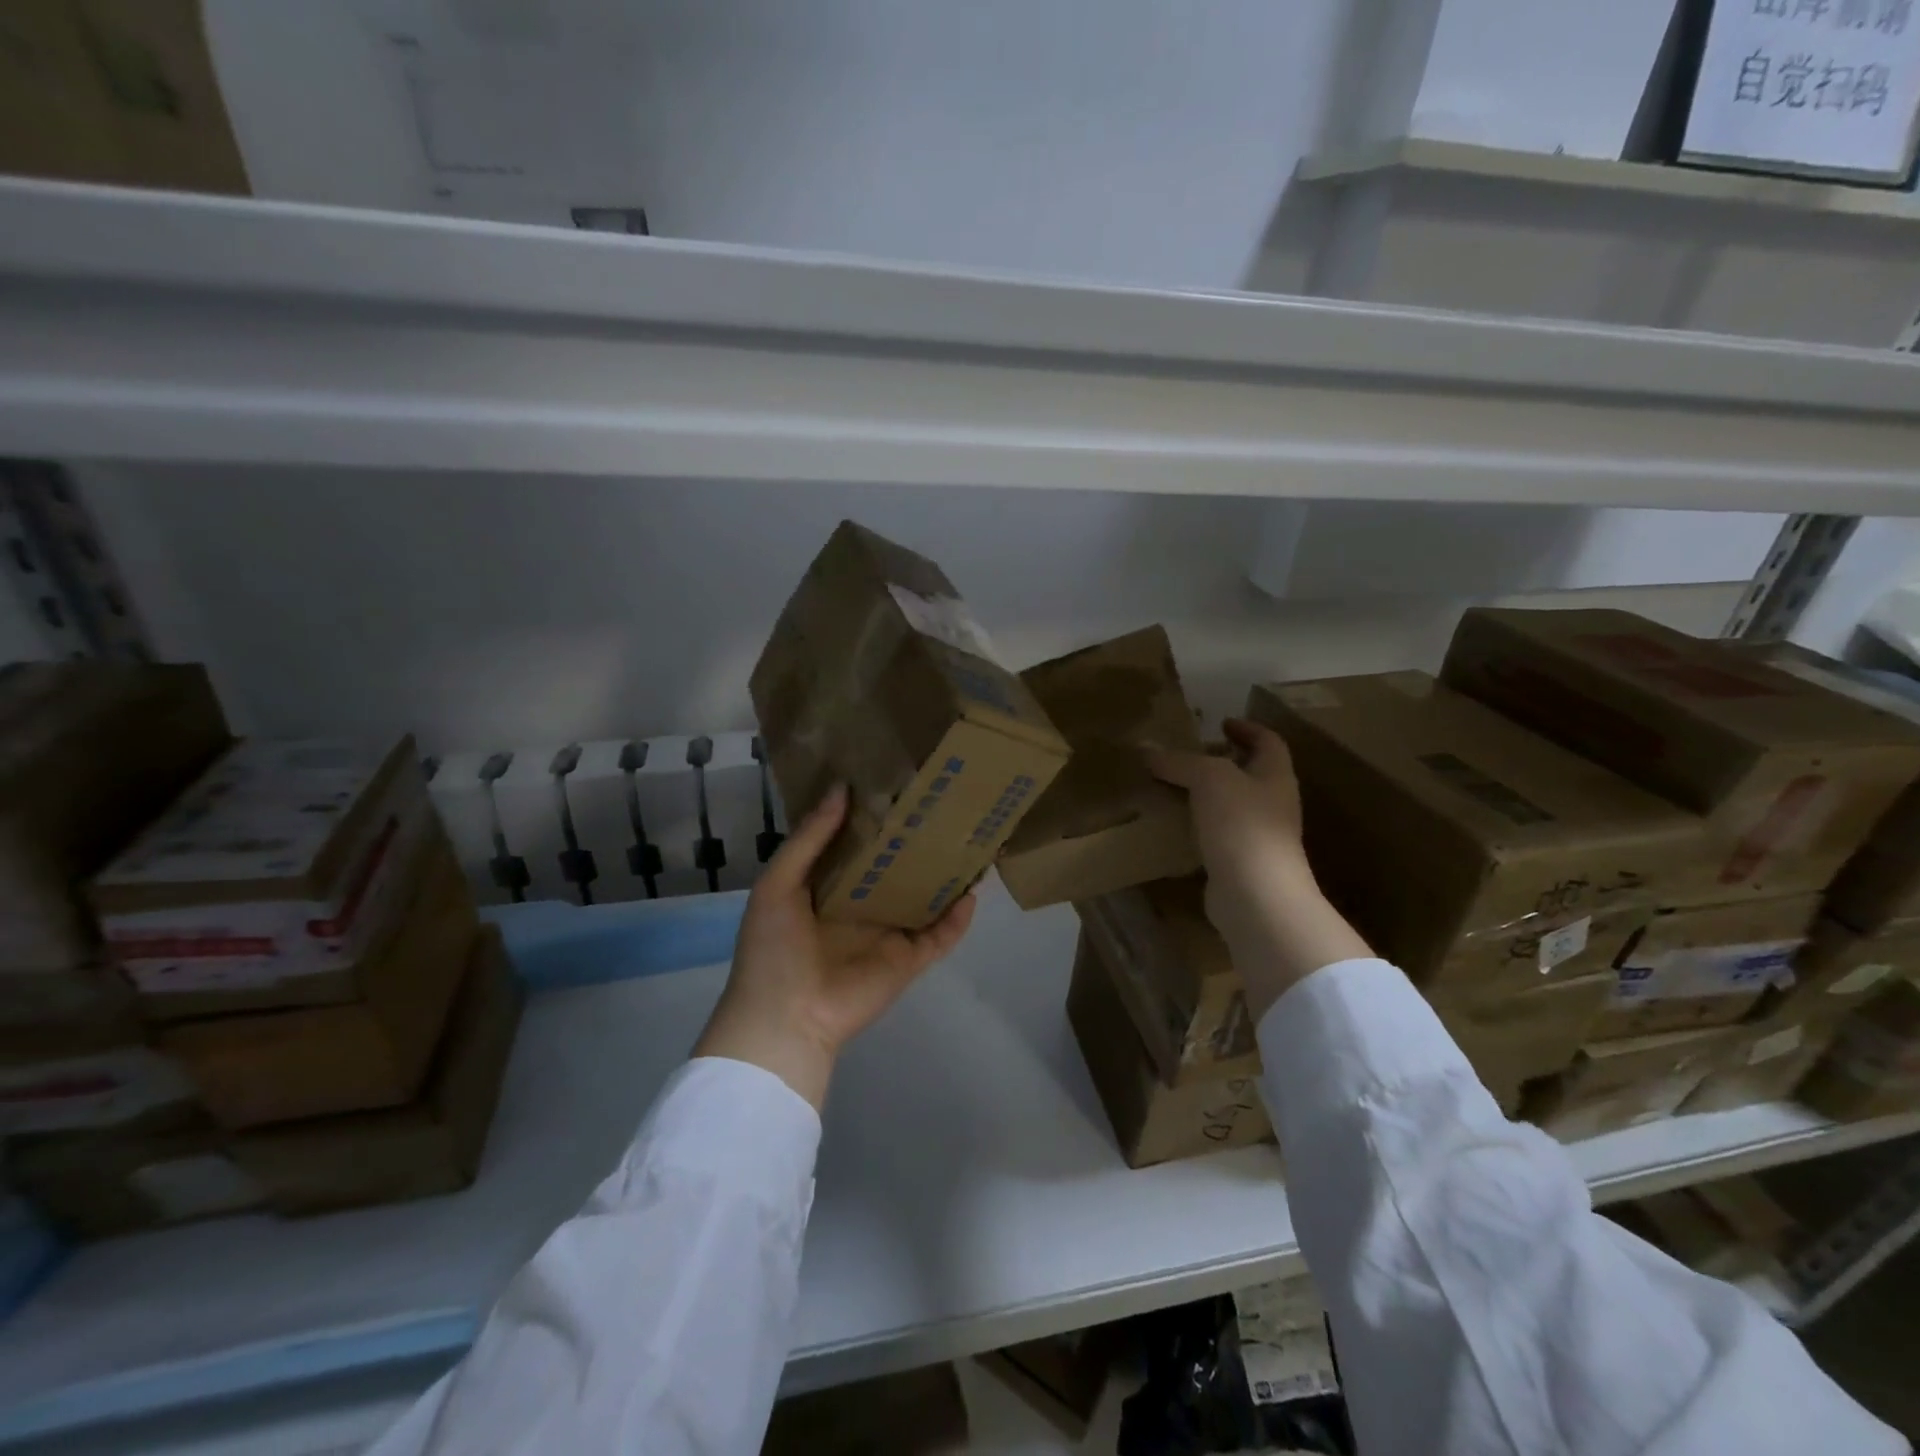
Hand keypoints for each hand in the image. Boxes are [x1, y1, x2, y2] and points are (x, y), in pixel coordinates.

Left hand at [693, 784, 977, 1109]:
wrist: (785, 1018)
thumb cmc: (773, 948)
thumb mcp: (778, 884)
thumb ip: (809, 838)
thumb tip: (842, 788)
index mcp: (828, 887)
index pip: (858, 844)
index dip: (875, 817)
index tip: (897, 782)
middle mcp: (863, 905)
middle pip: (897, 866)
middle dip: (916, 840)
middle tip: (943, 803)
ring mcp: (888, 932)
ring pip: (925, 896)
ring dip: (945, 873)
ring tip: (970, 838)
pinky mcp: (908, 959)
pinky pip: (941, 935)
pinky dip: (959, 916)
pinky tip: (973, 888)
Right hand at [1148, 718, 1371, 1017]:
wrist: (1256, 896)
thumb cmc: (1242, 825)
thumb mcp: (1208, 779)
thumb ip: (1178, 761)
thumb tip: (1145, 748)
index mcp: (1275, 776)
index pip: (1268, 742)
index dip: (1247, 728)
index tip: (1220, 722)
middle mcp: (1272, 804)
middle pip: (1249, 774)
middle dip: (1220, 762)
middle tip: (1184, 755)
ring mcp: (1258, 837)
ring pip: (1230, 806)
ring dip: (1204, 795)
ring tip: (1170, 786)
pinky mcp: (1239, 864)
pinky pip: (1216, 835)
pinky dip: (1196, 825)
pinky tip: (1171, 824)